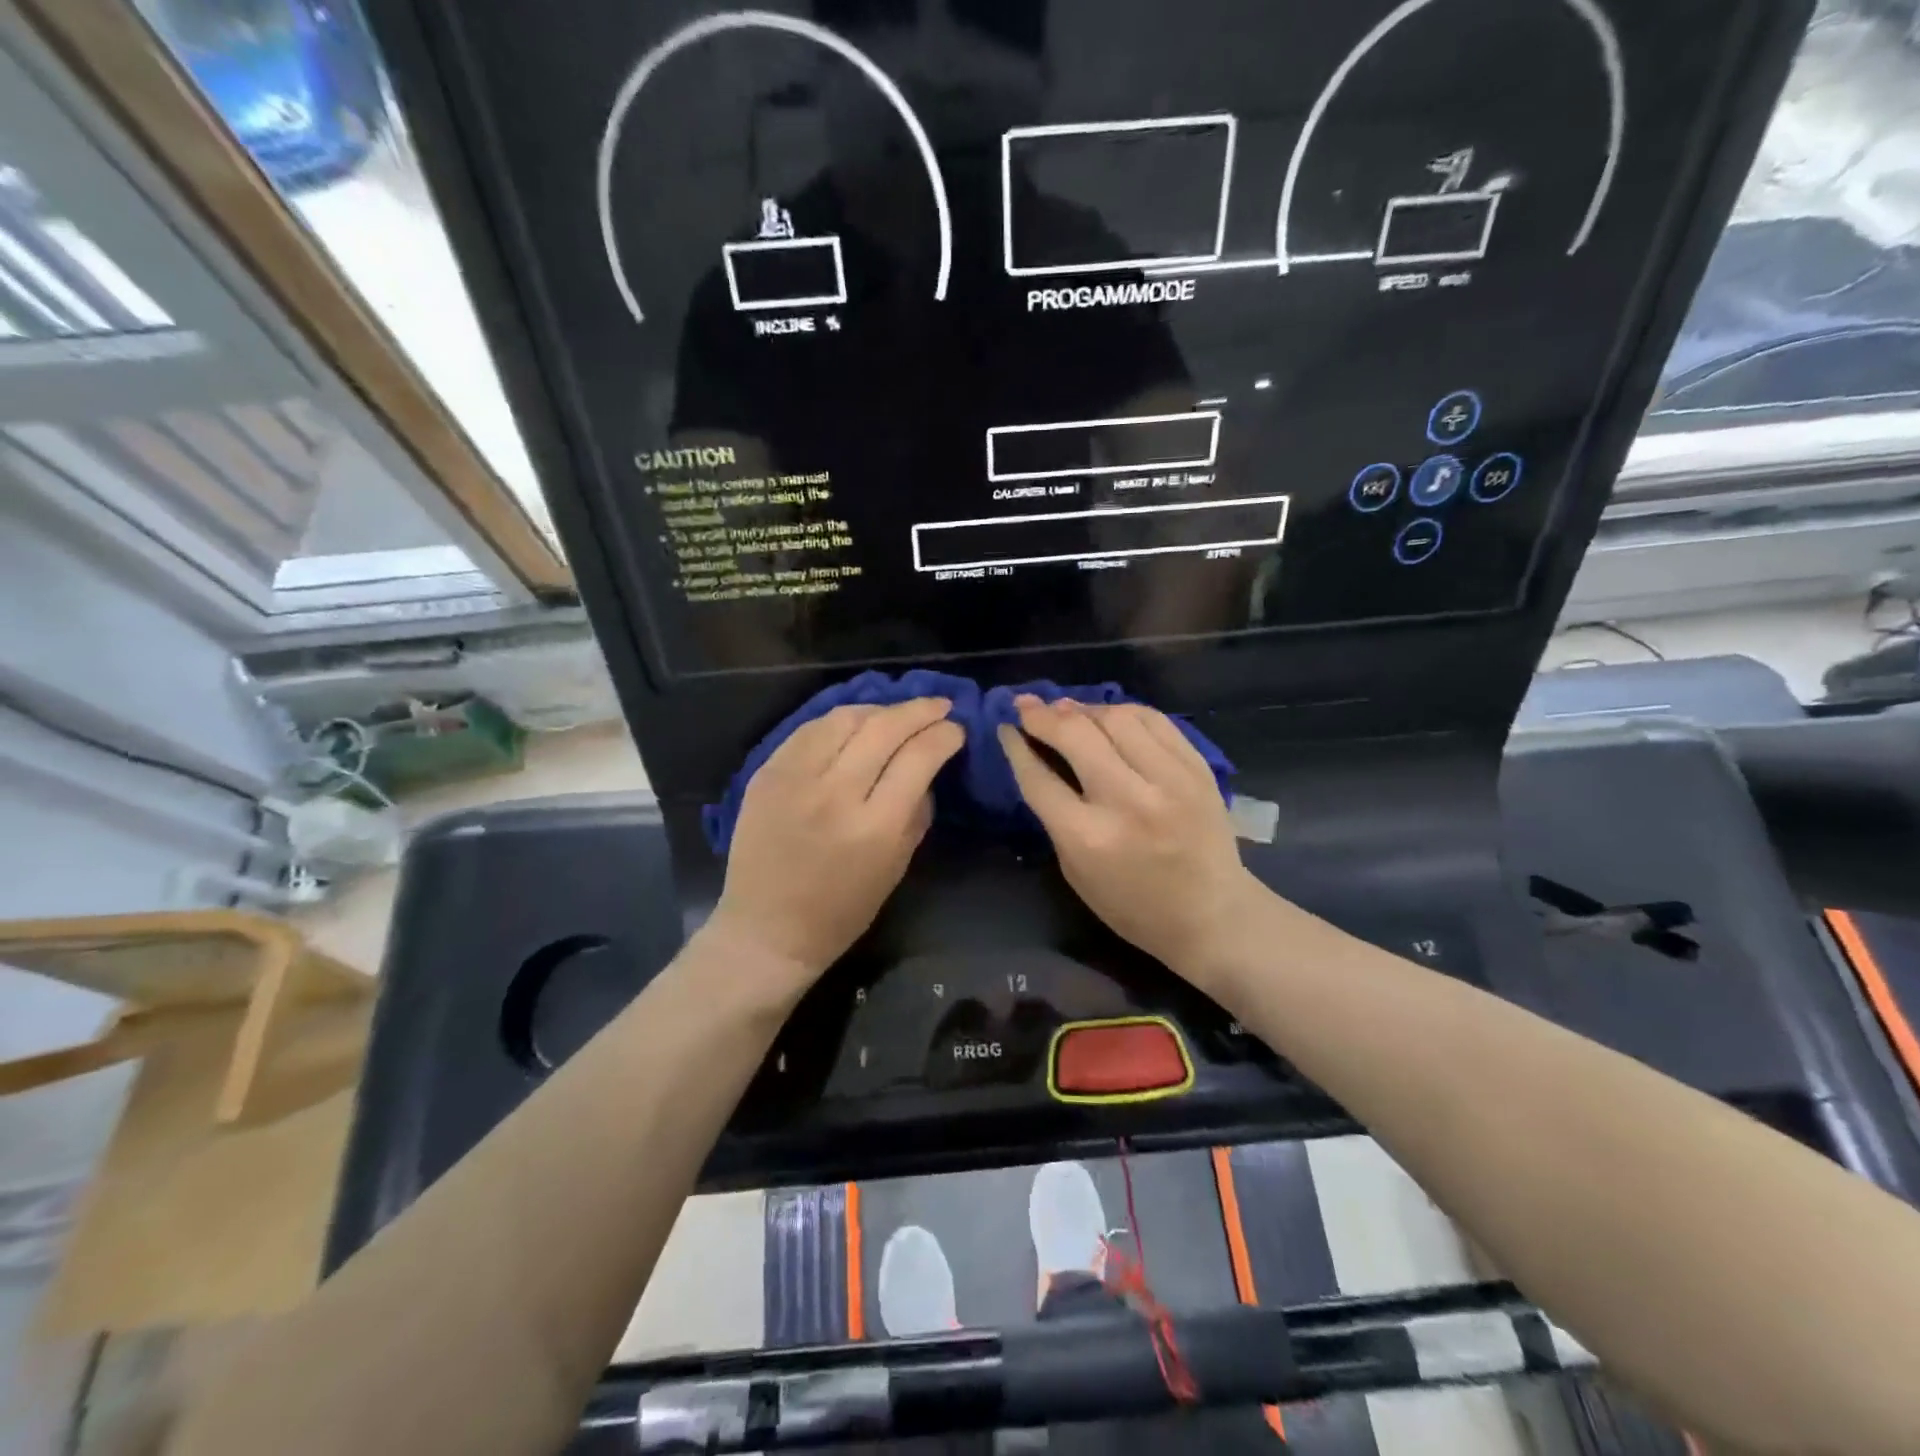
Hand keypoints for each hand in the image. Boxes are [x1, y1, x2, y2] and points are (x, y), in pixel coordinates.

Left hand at [709, 699, 963, 991]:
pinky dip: (839, 721)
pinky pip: (809, 729)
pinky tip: (855, 723)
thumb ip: (917, 813)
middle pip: (884, 728)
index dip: (944, 736)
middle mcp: (834, 794)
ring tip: (896, 714)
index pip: (919, 758)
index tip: (956, 730)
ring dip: (879, 709)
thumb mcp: (896, 868)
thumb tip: (928, 769)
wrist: (766, 929)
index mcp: (874, 827)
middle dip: (919, 710)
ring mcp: (795, 779)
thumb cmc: (841, 911)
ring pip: (845, 718)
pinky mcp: (766, 773)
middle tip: (939, 705)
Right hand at [998, 697, 1257, 980]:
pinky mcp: (1197, 769)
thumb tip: (1039, 758)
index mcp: (1089, 838)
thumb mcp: (1075, 871)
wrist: (1212, 915)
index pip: (1039, 777)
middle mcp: (1128, 801)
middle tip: (1026, 706)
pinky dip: (1124, 712)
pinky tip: (1108, 716)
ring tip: (1066, 710)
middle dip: (1043, 715)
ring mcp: (1169, 780)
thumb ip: (1056, 815)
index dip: (1016, 746)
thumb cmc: (1132, 906)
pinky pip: (1154, 720)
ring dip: (1083, 709)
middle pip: (1076, 735)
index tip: (1005, 726)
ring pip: (1117, 718)